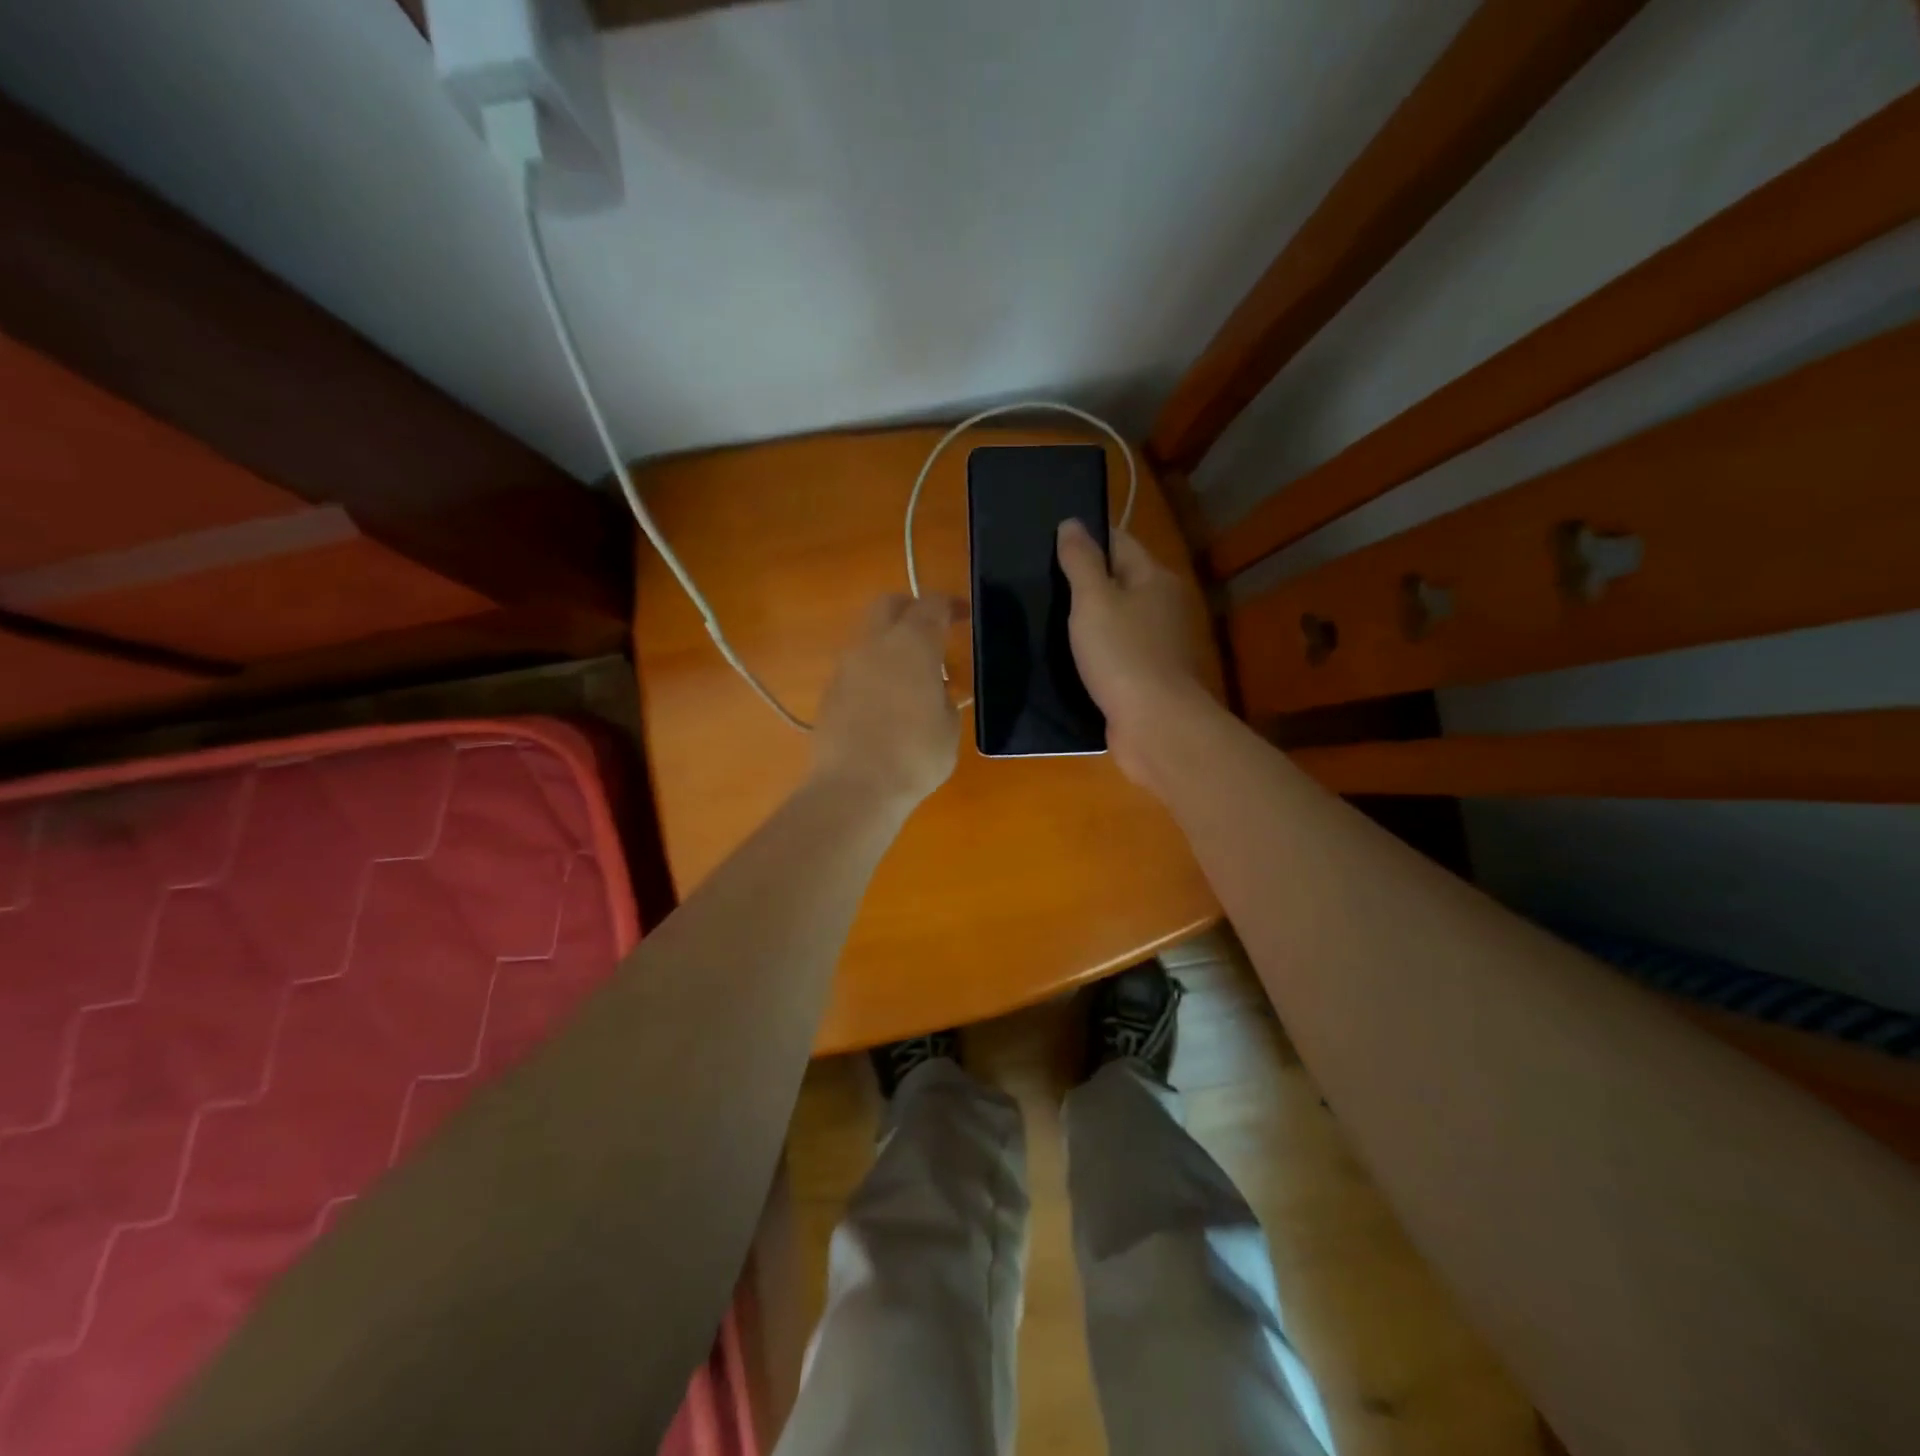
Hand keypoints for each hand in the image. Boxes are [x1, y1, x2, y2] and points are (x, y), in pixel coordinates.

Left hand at [810, 593, 962, 810]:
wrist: (854, 788)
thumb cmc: (915, 756)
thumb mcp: (948, 727)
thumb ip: (944, 697)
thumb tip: (934, 690)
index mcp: (912, 644)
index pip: (932, 605)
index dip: (950, 606)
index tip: (963, 616)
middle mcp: (874, 644)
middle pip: (889, 605)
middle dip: (911, 609)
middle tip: (932, 632)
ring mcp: (846, 666)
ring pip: (868, 636)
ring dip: (890, 643)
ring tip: (911, 676)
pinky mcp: (829, 691)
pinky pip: (856, 667)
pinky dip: (873, 671)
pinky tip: (886, 701)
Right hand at [1056, 520, 1211, 782]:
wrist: (1154, 725)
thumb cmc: (1122, 655)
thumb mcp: (1093, 600)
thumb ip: (1080, 561)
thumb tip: (1071, 523)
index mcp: (1154, 578)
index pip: (1119, 542)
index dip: (1086, 539)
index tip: (1049, 544)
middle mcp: (1162, 606)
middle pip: (1118, 581)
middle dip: (1083, 581)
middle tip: (1038, 583)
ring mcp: (1157, 644)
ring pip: (1115, 620)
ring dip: (1086, 621)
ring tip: (1043, 620)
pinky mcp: (1146, 676)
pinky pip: (1115, 653)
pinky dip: (1094, 652)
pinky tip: (1066, 658)